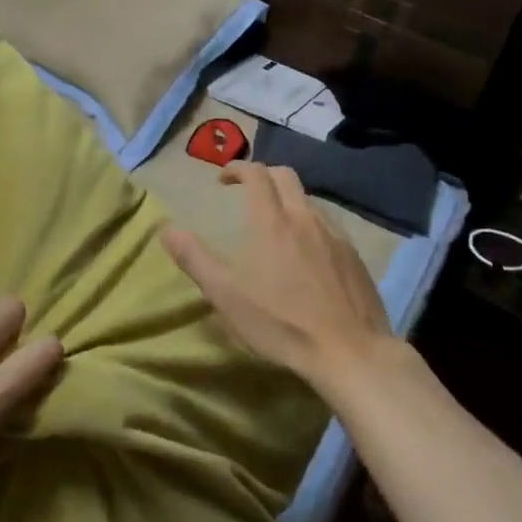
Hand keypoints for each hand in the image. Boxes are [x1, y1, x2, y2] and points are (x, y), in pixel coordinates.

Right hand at [162, 163, 394, 396]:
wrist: (350, 352)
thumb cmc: (282, 323)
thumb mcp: (227, 296)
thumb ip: (195, 259)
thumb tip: (166, 228)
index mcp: (272, 221)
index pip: (256, 174)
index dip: (238, 168)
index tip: (223, 179)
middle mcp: (305, 217)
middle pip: (286, 176)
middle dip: (264, 175)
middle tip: (248, 193)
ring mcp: (335, 234)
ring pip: (309, 200)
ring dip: (289, 200)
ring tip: (277, 225)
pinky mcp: (355, 255)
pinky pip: (330, 224)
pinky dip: (311, 224)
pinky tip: (309, 253)